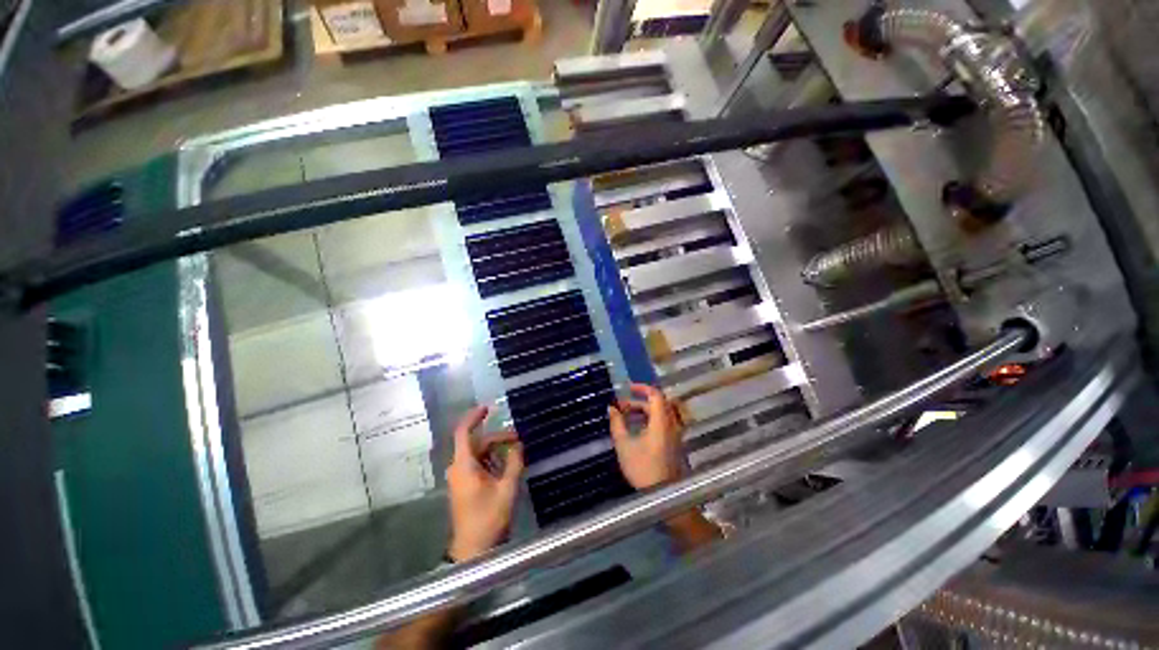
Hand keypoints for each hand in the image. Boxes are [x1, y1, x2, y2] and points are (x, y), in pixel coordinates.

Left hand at [446, 406, 524, 561]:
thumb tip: (518, 444)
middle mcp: (458, 468)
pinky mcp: (464, 486)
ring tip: (516, 452)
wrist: (473, 550)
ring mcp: (460, 478)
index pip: (463, 432)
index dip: (474, 417)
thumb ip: (514, 462)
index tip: (488, 408)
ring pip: (478, 454)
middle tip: (519, 439)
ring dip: (496, 450)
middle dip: (498, 438)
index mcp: (464, 465)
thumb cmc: (488, 518)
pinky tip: (507, 465)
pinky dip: (492, 460)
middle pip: (476, 443)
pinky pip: (478, 465)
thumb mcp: (507, 488)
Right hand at [608, 383, 684, 489]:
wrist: (663, 495)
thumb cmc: (642, 468)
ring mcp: (674, 434)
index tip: (628, 388)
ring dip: (644, 411)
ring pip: (660, 414)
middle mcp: (671, 425)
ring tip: (626, 416)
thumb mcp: (624, 445)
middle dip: (639, 402)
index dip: (642, 388)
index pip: (656, 395)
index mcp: (661, 422)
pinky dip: (649, 420)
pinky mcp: (674, 443)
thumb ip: (617, 423)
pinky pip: (663, 423)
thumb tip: (611, 408)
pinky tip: (636, 429)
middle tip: (622, 406)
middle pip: (658, 404)